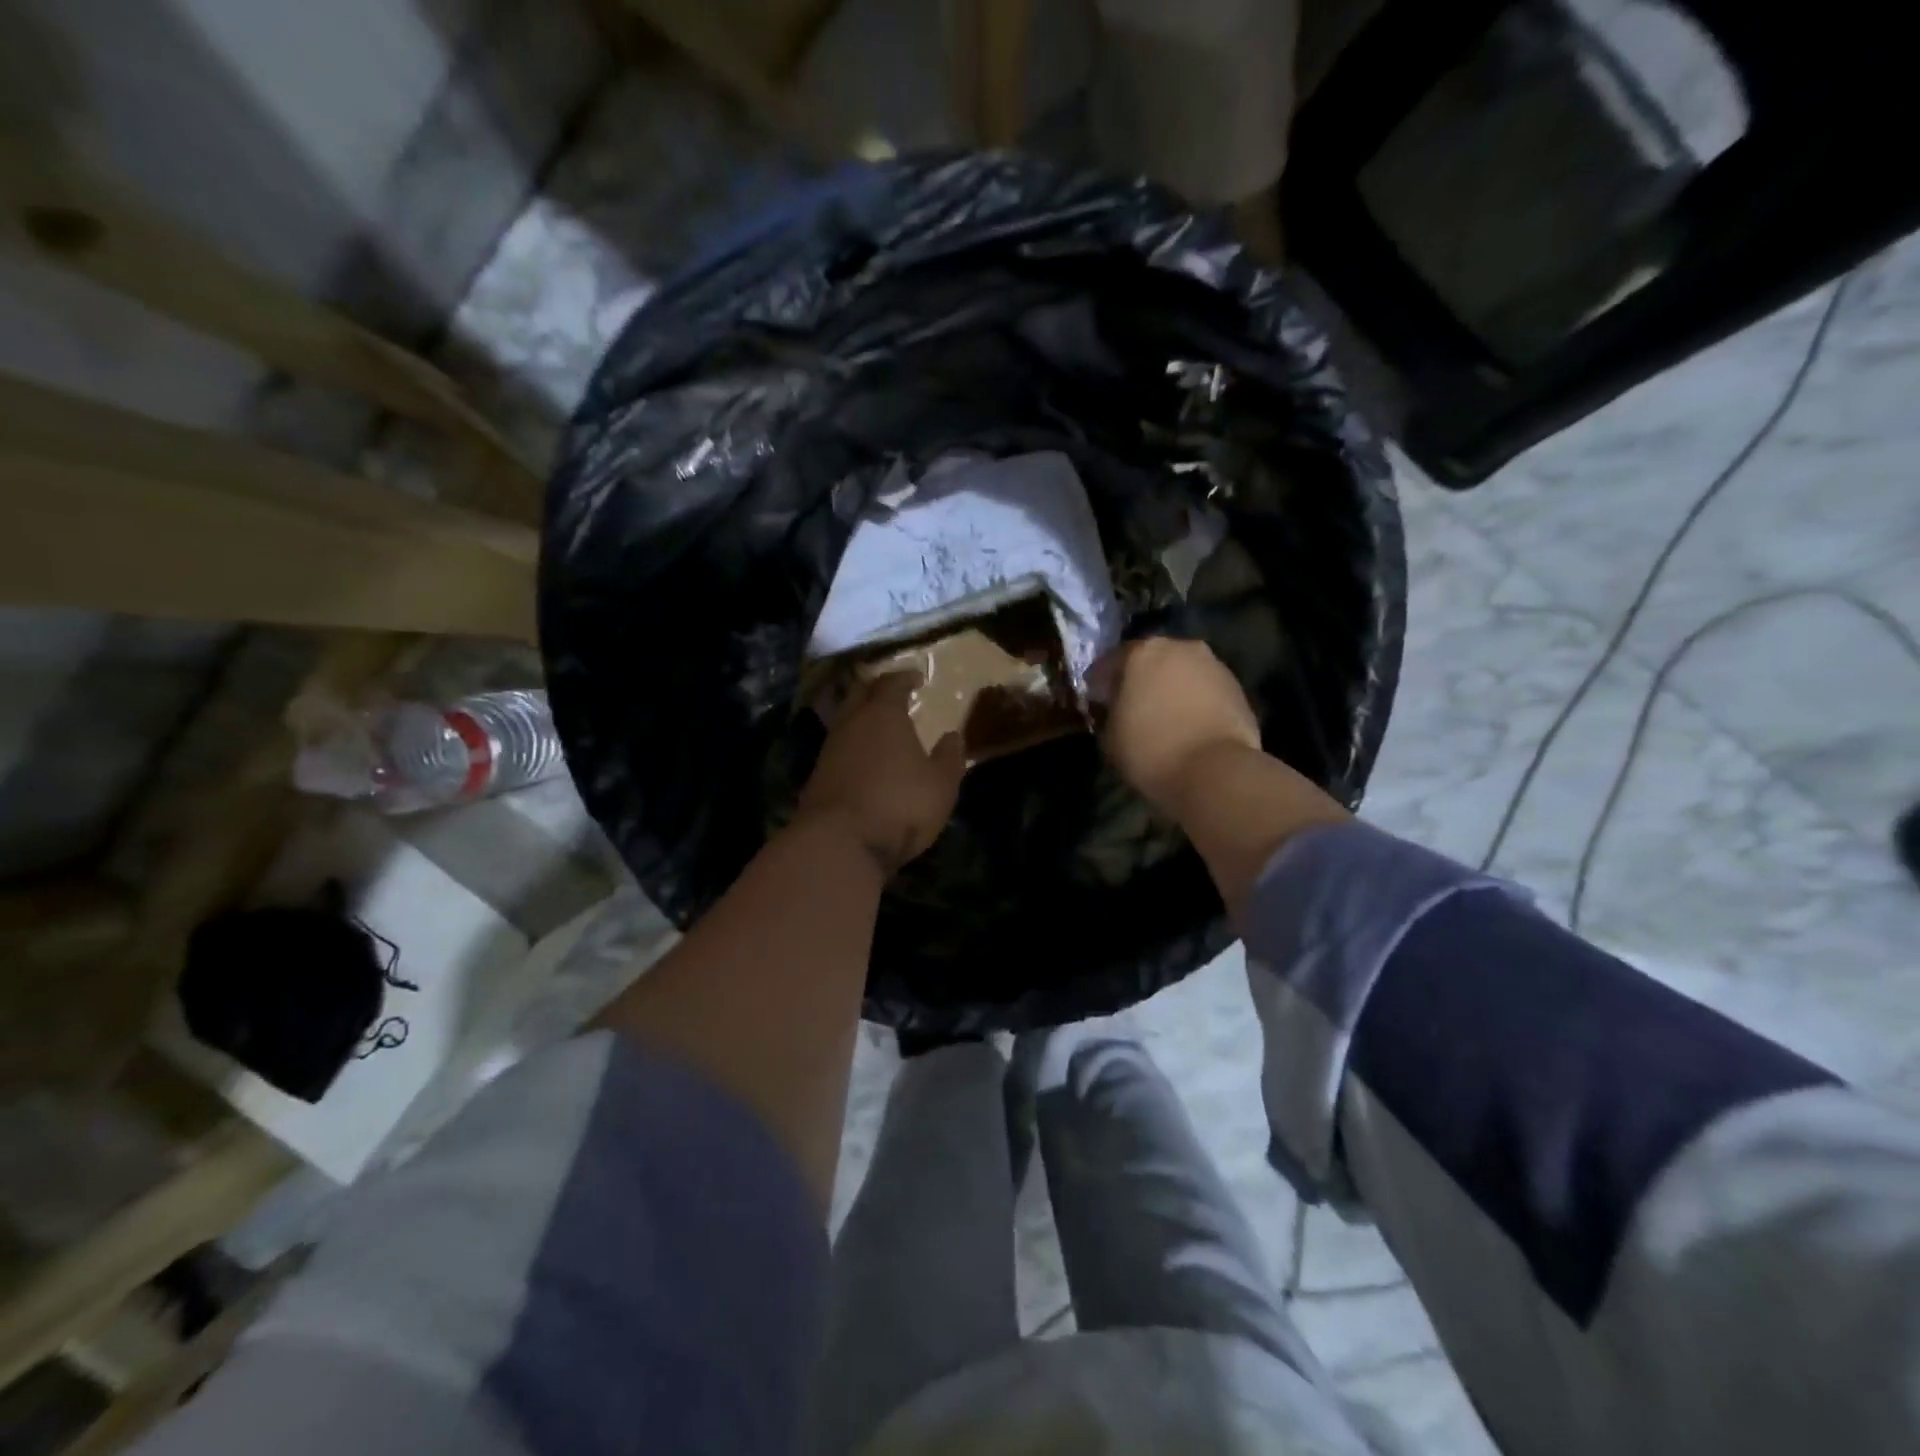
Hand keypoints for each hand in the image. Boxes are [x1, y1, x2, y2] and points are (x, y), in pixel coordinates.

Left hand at [798, 673, 965, 874]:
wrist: (840, 843)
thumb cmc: (899, 805)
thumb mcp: (940, 784)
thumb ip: (948, 758)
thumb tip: (953, 736)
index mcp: (883, 715)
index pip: (891, 683)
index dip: (904, 678)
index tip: (916, 678)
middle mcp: (851, 724)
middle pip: (859, 694)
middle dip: (876, 689)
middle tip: (892, 693)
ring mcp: (829, 750)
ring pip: (845, 721)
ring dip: (861, 719)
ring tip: (879, 727)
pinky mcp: (817, 776)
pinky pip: (838, 748)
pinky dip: (852, 746)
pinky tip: (863, 759)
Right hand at [1092, 637, 1262, 813]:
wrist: (1215, 771)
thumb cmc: (1150, 750)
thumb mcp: (1110, 737)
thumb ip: (1109, 713)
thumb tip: (1116, 709)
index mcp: (1141, 653)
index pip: (1111, 662)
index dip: (1100, 682)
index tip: (1096, 700)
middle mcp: (1179, 648)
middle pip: (1152, 660)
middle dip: (1140, 679)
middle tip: (1131, 705)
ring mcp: (1213, 665)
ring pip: (1182, 672)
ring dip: (1170, 688)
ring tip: (1163, 717)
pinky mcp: (1237, 687)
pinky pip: (1204, 690)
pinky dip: (1194, 701)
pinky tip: (1188, 724)